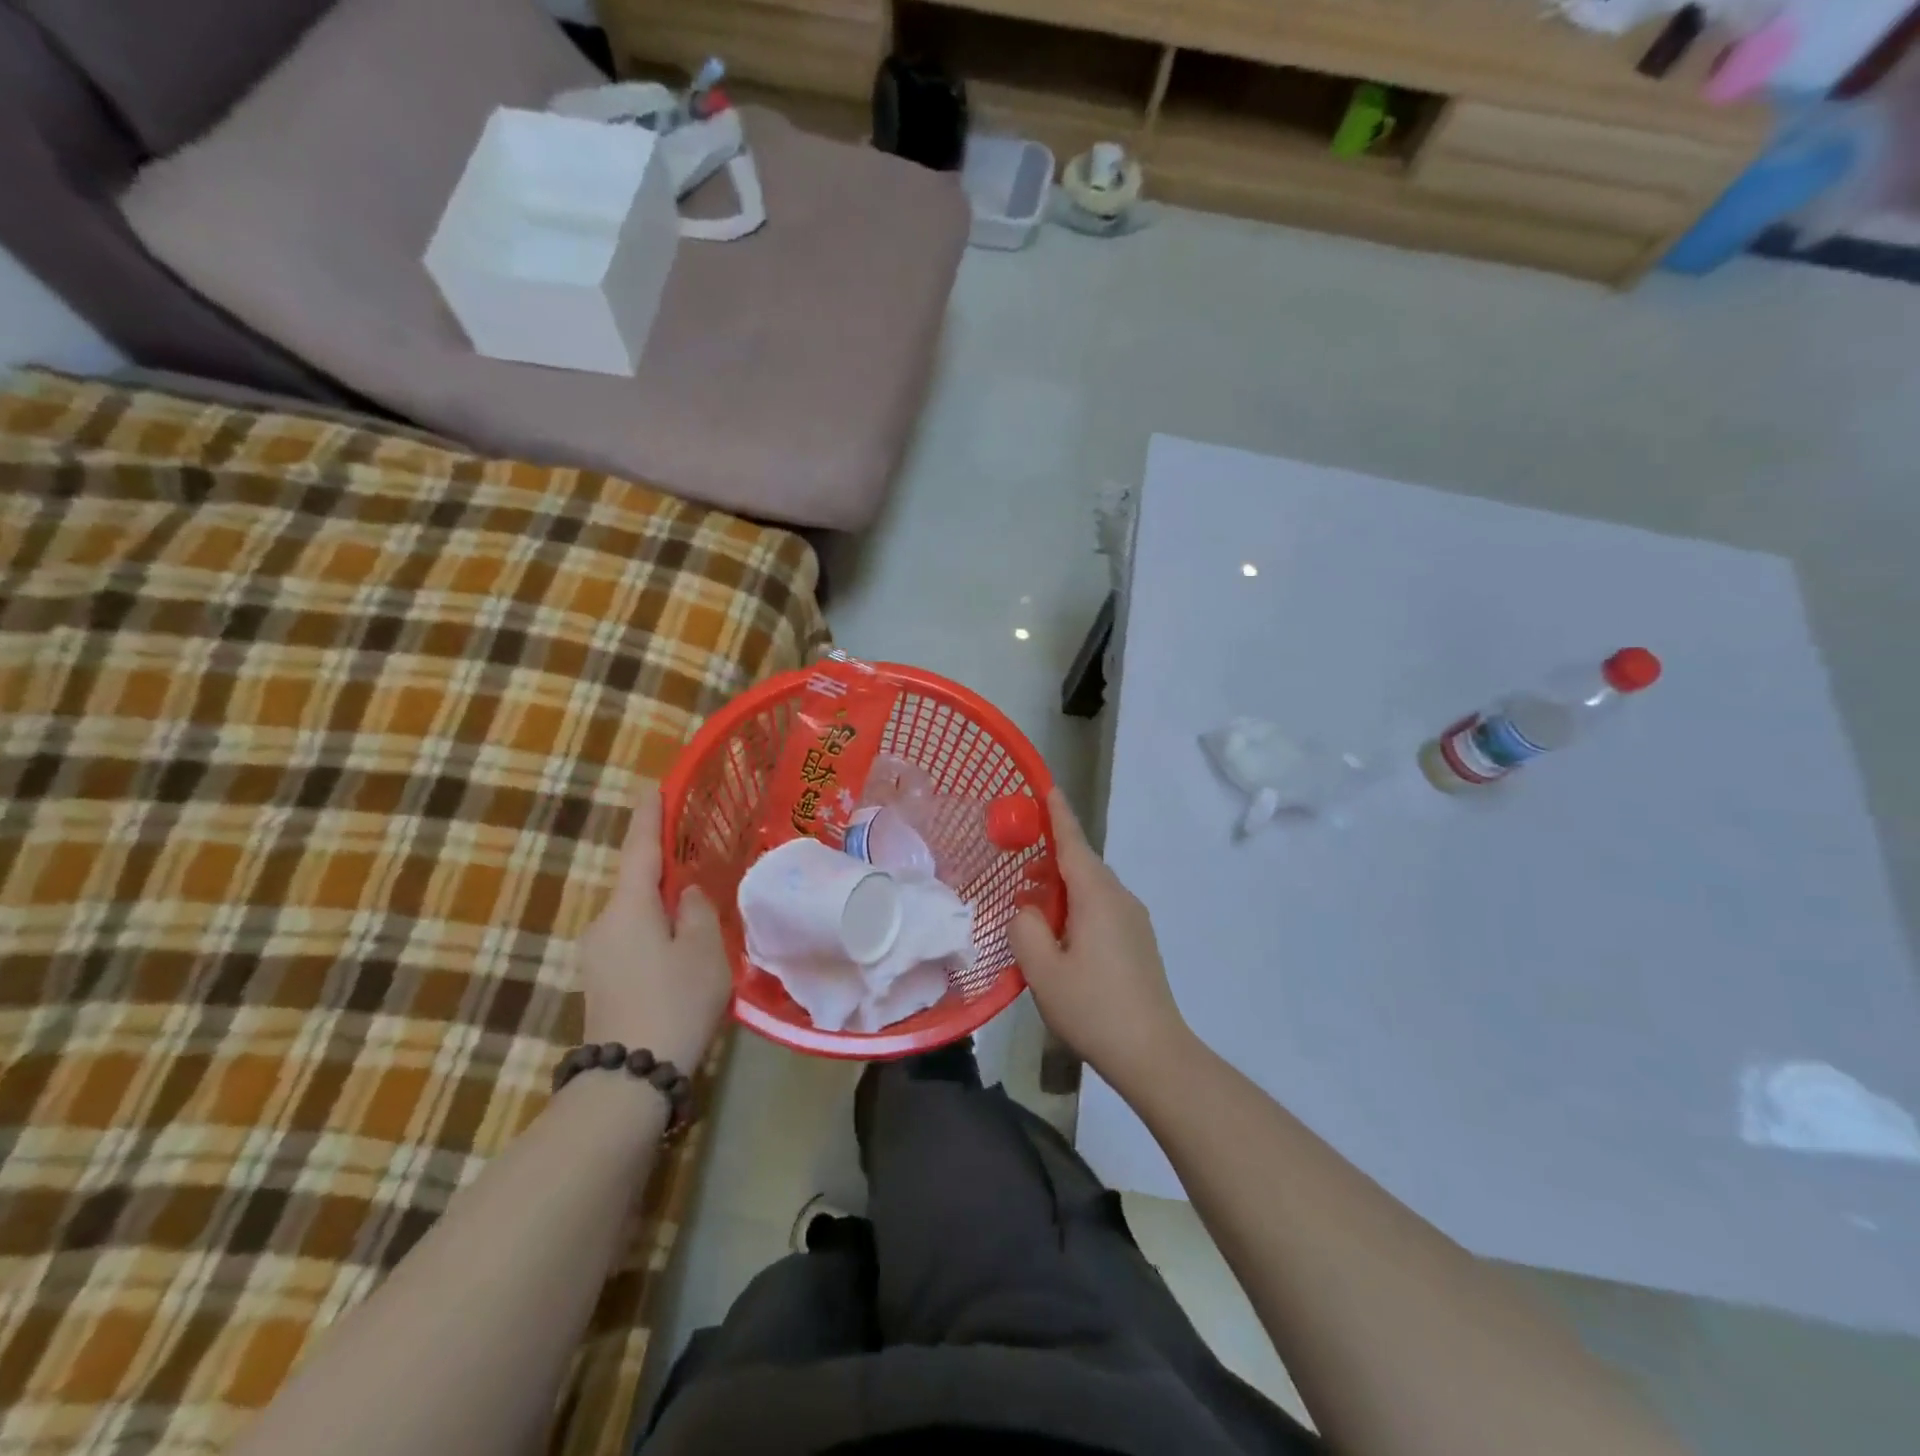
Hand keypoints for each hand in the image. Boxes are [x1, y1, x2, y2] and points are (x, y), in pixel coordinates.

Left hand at [577, 785, 731, 1073]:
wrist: (630, 1077)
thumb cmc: (675, 1001)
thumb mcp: (703, 949)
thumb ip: (696, 910)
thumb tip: (685, 894)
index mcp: (628, 907)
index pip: (640, 849)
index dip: (649, 816)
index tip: (652, 786)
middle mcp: (603, 923)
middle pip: (637, 885)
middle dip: (665, 874)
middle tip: (700, 869)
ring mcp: (597, 956)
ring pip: (636, 917)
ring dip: (663, 911)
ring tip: (700, 923)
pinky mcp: (600, 982)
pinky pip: (632, 942)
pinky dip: (656, 936)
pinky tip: (681, 957)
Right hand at [1010, 789, 1190, 1088]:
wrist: (1153, 1052)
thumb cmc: (1093, 1007)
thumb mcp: (1042, 968)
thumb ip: (1024, 927)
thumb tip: (1027, 910)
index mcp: (1097, 895)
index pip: (1073, 842)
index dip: (1057, 814)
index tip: (1046, 787)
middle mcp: (1120, 898)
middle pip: (1083, 864)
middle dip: (1050, 859)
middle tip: (1017, 869)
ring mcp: (1134, 920)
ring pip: (1092, 888)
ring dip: (1062, 888)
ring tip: (1032, 907)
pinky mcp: (1138, 941)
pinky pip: (1102, 908)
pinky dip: (1077, 907)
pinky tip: (1059, 935)